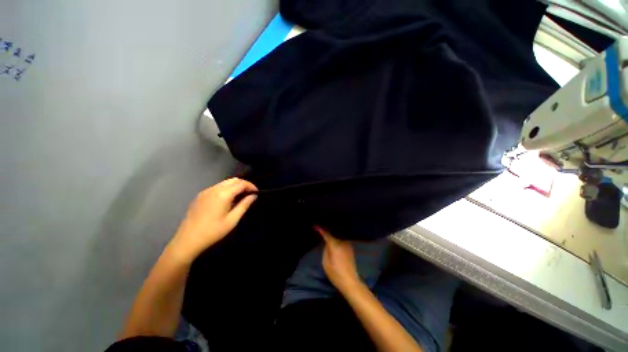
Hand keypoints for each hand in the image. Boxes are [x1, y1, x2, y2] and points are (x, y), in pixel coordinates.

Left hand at [169, 178, 257, 260]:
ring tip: (240, 196)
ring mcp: (205, 191)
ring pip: (225, 182)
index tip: (256, 192)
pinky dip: (226, 189)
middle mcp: (214, 189)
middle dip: (243, 184)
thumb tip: (253, 196)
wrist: (187, 240)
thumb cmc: (213, 231)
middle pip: (233, 180)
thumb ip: (244, 205)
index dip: (251, 186)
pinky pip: (217, 187)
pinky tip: (227, 199)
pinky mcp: (200, 195)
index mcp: (223, 194)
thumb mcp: (232, 220)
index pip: (240, 183)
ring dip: (235, 186)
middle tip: (249, 194)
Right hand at [317, 226, 360, 292]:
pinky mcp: (350, 247)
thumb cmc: (335, 274)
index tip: (315, 226)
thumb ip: (326, 249)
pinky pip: (342, 239)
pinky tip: (334, 239)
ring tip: (327, 232)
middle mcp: (342, 242)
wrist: (350, 281)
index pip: (327, 234)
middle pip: (333, 233)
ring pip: (338, 236)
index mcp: (335, 245)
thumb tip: (327, 242)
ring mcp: (348, 244)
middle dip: (327, 231)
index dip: (320, 229)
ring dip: (333, 234)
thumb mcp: (326, 262)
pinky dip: (337, 238)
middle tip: (320, 228)